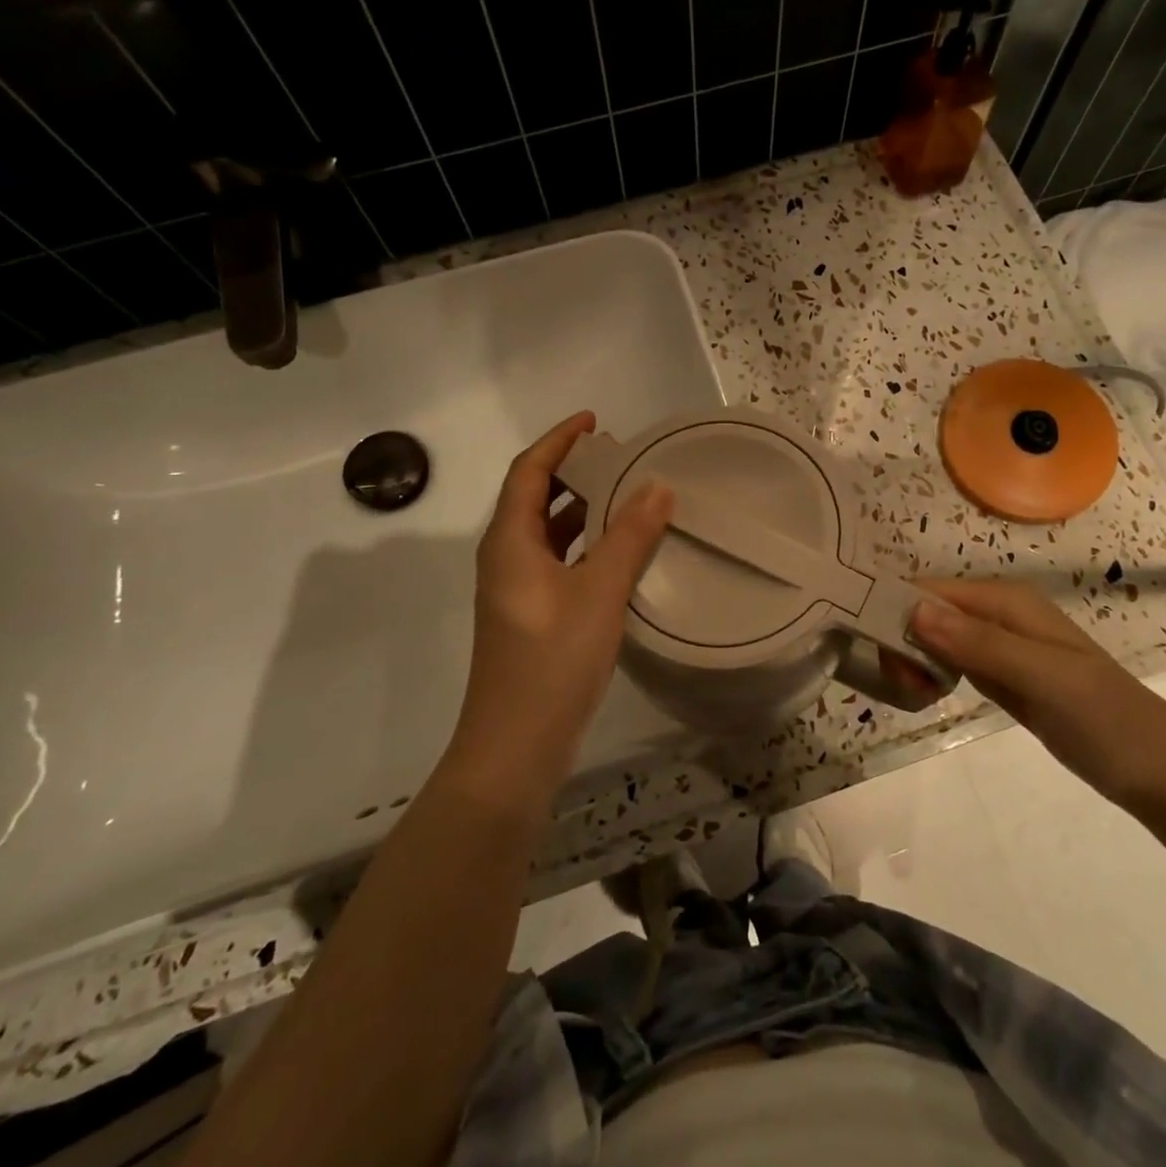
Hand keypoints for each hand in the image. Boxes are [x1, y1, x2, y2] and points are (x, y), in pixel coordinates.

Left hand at [448, 413, 674, 797]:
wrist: (516, 745)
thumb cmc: (552, 659)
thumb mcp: (598, 591)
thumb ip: (629, 536)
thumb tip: (658, 486)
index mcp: (510, 541)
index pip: (529, 471)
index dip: (559, 440)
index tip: (595, 421)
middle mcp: (506, 557)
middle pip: (536, 497)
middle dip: (574, 471)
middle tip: (621, 458)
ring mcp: (517, 590)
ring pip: (549, 533)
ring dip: (582, 510)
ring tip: (628, 496)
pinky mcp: (532, 617)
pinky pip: (559, 562)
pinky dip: (586, 546)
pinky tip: (621, 553)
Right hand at [908, 578, 1165, 809]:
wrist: (1159, 772)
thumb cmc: (1106, 719)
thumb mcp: (1044, 678)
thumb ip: (981, 644)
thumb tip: (914, 611)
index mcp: (1006, 601)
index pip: (930, 592)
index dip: (898, 615)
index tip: (885, 660)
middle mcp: (998, 614)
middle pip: (926, 613)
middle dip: (904, 643)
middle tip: (908, 689)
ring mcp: (999, 646)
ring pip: (934, 638)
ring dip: (914, 661)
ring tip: (915, 696)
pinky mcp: (1001, 675)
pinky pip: (950, 662)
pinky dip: (931, 675)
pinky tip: (927, 696)